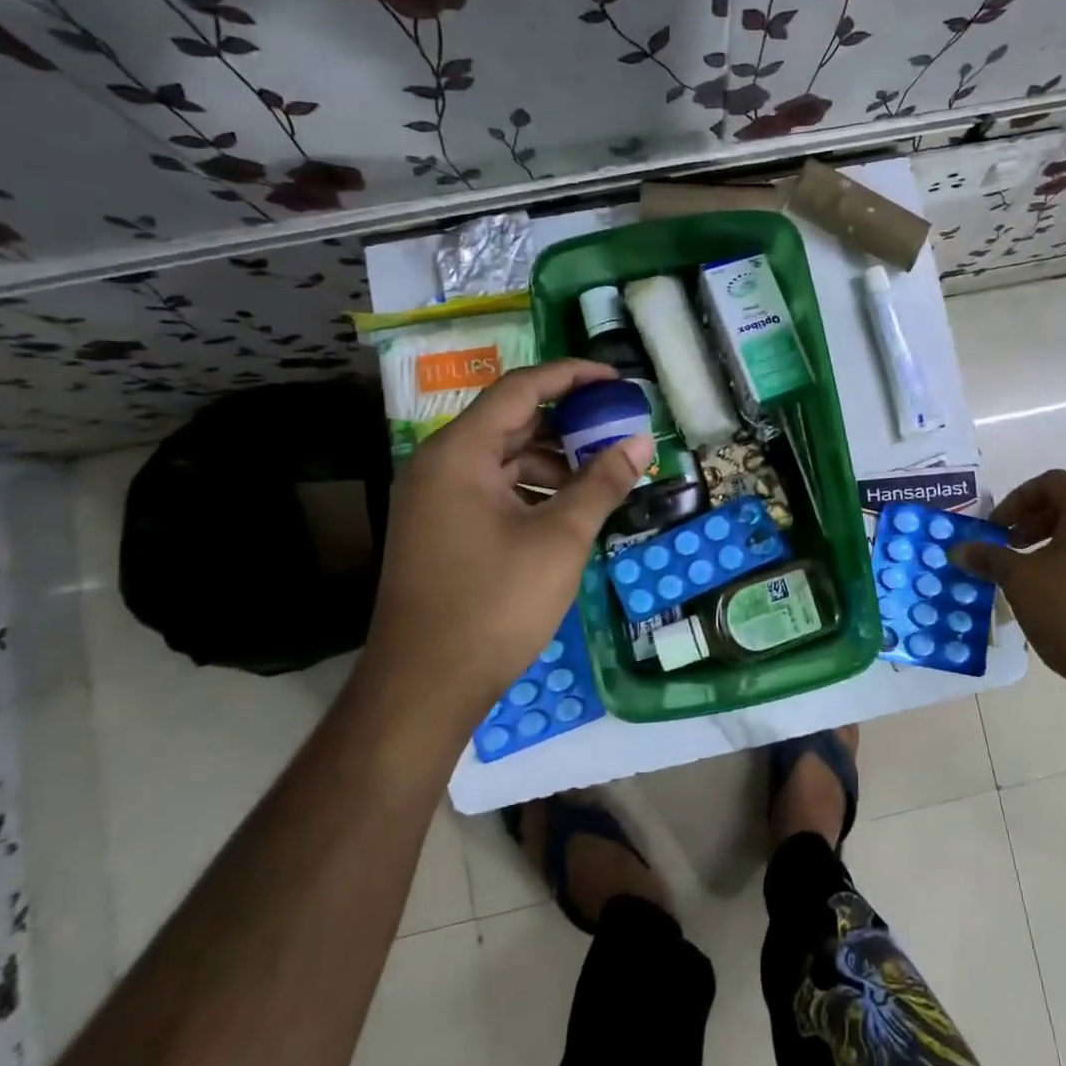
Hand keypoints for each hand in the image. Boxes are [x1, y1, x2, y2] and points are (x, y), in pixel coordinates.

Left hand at [360, 360, 651, 715]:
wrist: (423, 689)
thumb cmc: (494, 604)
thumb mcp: (560, 539)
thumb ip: (602, 483)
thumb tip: (642, 442)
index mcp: (460, 454)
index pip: (521, 389)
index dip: (572, 377)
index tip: (616, 380)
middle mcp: (439, 465)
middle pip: (511, 421)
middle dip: (568, 423)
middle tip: (619, 428)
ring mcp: (435, 500)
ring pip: (504, 459)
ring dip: (554, 461)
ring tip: (603, 475)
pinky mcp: (441, 530)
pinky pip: (493, 490)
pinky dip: (533, 490)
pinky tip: (569, 511)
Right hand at [953, 470, 1065, 704]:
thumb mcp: (1020, 581)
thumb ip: (989, 557)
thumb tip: (959, 549)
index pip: (1053, 482)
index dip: (1018, 498)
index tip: (997, 527)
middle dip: (1034, 523)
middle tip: (1009, 548)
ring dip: (1054, 546)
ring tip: (1031, 576)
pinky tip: (1060, 602)